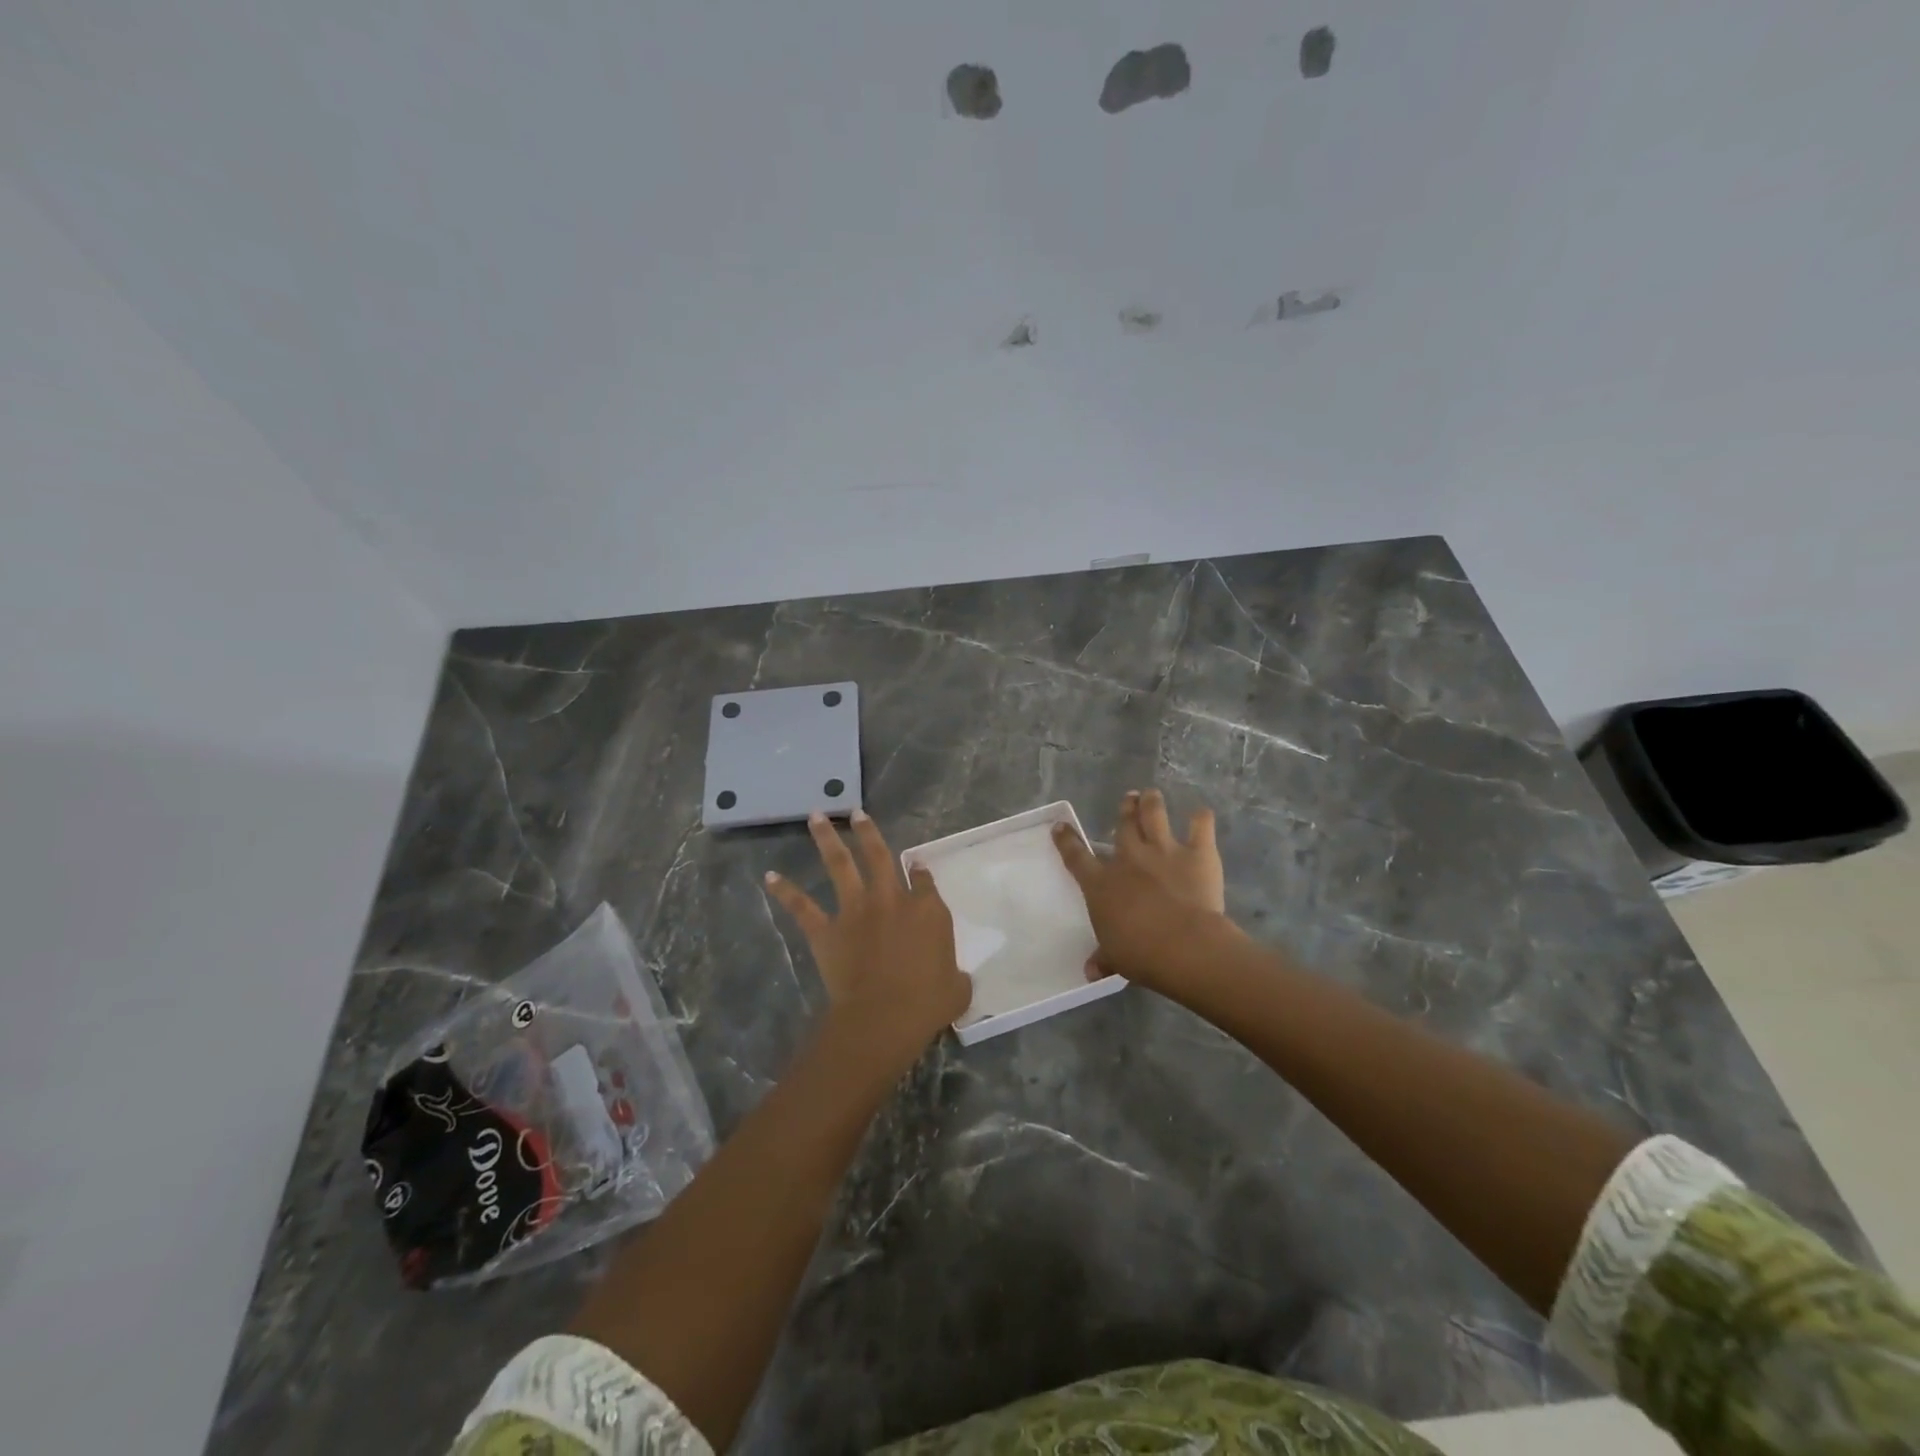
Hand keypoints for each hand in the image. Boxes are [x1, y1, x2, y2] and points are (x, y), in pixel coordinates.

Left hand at [765, 810, 971, 1063]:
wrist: (884, 1016)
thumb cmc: (928, 1003)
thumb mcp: (957, 987)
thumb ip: (956, 973)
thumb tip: (955, 976)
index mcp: (927, 911)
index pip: (924, 881)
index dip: (920, 870)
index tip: (916, 863)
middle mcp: (891, 900)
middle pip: (879, 856)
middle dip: (868, 832)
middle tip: (857, 813)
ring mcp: (856, 911)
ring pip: (840, 866)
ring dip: (827, 839)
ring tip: (816, 817)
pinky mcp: (827, 930)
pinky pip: (802, 907)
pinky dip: (785, 891)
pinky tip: (770, 876)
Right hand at [1052, 789, 1237, 993]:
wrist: (1183, 946)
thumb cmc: (1140, 953)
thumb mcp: (1115, 958)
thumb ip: (1104, 959)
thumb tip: (1090, 972)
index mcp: (1102, 883)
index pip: (1077, 856)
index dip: (1067, 840)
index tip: (1060, 826)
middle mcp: (1129, 858)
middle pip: (1123, 824)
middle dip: (1125, 808)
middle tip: (1129, 798)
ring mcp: (1163, 851)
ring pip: (1154, 815)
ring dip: (1151, 802)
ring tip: (1151, 794)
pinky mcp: (1197, 853)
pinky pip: (1200, 826)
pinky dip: (1201, 818)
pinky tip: (1201, 814)